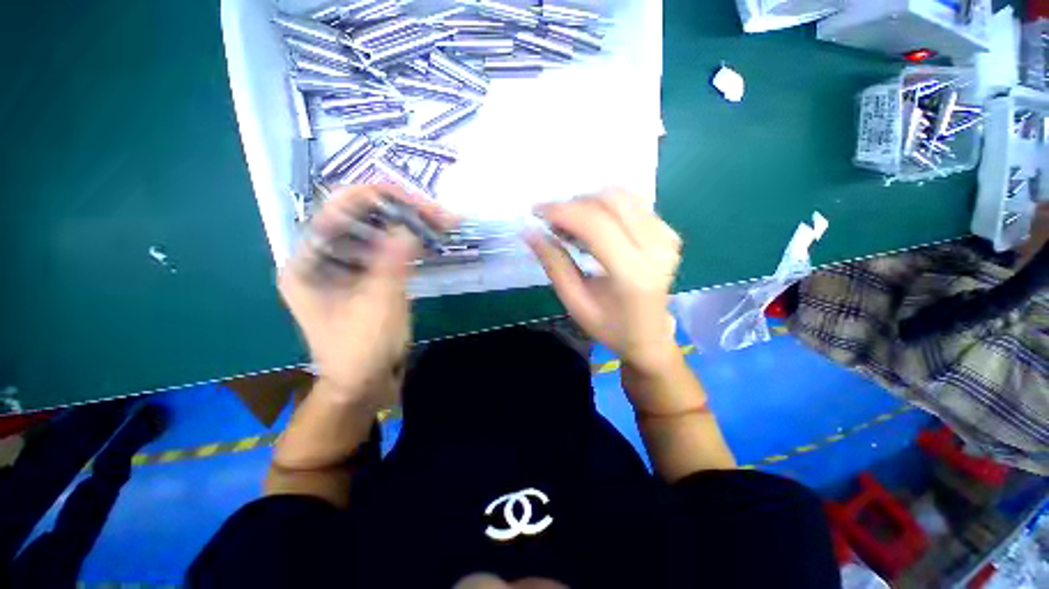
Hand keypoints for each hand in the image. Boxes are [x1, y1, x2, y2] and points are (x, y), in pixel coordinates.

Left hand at [278, 184, 453, 405]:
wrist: (363, 383)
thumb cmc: (362, 349)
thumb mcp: (380, 303)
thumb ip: (393, 260)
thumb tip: (411, 222)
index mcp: (308, 262)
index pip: (338, 211)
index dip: (377, 198)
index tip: (416, 201)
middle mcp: (321, 258)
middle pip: (359, 218)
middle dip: (399, 210)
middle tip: (436, 212)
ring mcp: (344, 267)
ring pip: (375, 232)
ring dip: (407, 224)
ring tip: (440, 221)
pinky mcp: (364, 276)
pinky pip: (385, 249)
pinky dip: (408, 242)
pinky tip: (429, 238)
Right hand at [525, 190, 681, 375]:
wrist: (649, 336)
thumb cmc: (609, 326)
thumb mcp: (575, 302)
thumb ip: (554, 265)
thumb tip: (530, 232)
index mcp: (632, 274)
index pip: (596, 225)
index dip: (562, 211)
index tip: (536, 211)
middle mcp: (656, 249)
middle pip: (611, 201)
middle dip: (574, 203)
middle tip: (553, 221)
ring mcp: (667, 238)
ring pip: (623, 197)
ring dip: (589, 203)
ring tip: (571, 225)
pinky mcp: (669, 234)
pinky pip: (633, 205)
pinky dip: (606, 208)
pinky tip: (594, 227)